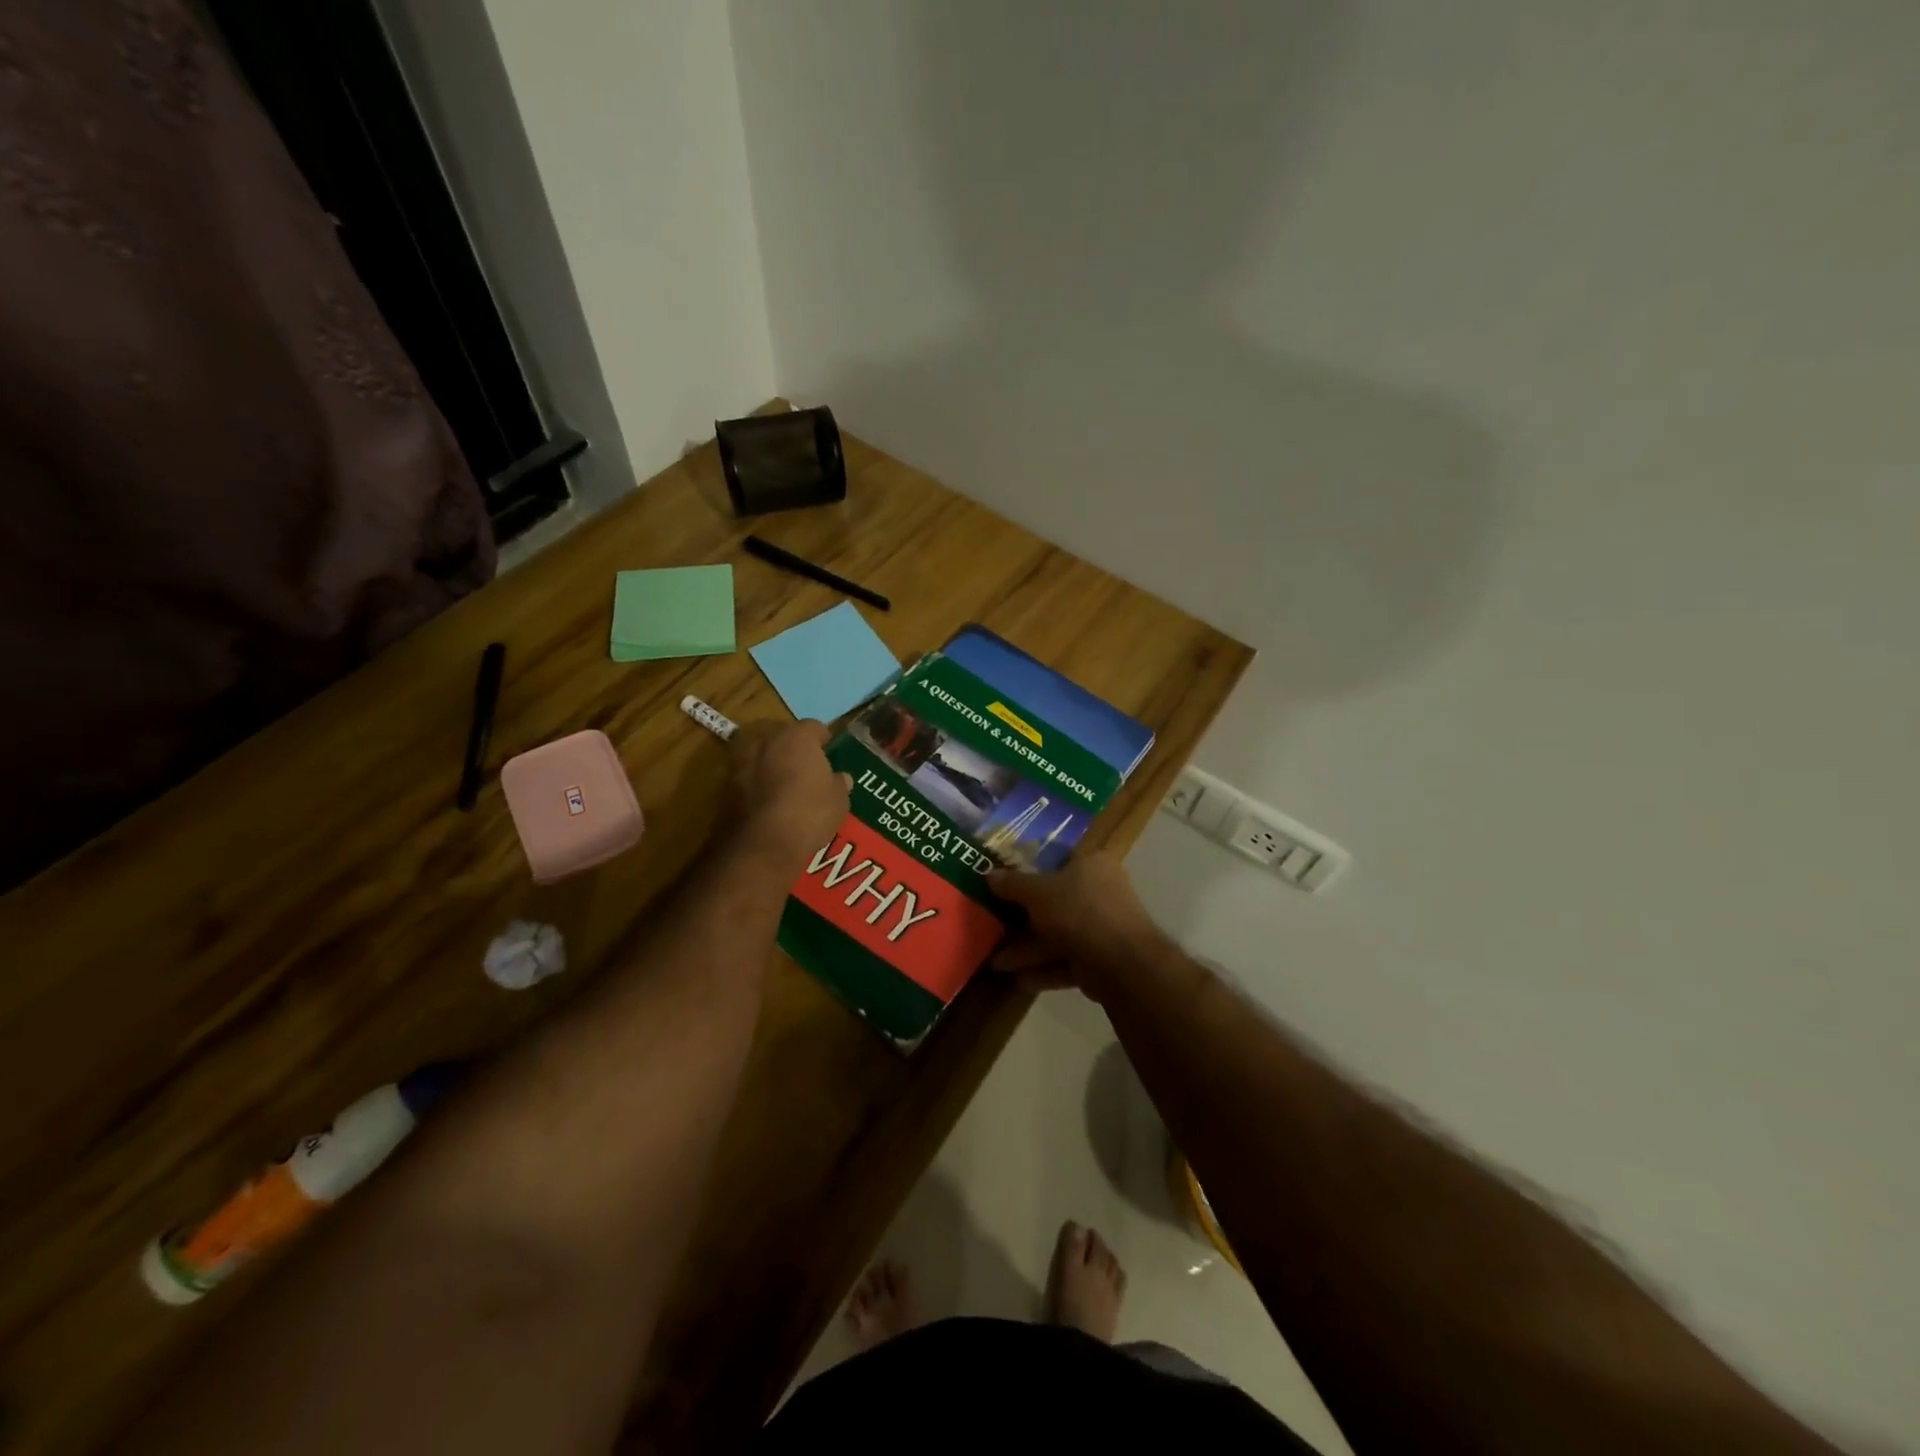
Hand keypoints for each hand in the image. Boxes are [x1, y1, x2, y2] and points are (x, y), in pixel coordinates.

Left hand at [726, 720, 851, 864]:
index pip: (814, 727)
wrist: (759, 846)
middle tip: (805, 768)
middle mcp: (766, 739)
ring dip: (770, 763)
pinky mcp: (723, 783)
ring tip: (782, 784)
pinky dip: (754, 783)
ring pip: (760, 754)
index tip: (828, 753)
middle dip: (793, 748)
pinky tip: (765, 801)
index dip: (823, 740)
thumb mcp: (838, 802)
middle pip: (782, 736)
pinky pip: (746, 775)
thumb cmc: (808, 815)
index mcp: (797, 737)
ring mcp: (740, 759)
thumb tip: (840, 777)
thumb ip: (838, 784)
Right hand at [986, 852, 1172, 1000]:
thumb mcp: (1038, 892)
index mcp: (1091, 865)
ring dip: (1028, 950)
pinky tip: (1019, 980)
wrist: (1122, 964)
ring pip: (1058, 936)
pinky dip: (1044, 970)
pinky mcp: (1102, 960)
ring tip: (996, 964)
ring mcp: (1102, 928)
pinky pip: (1067, 961)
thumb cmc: (1078, 911)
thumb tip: (988, 874)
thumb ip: (1012, 884)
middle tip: (994, 928)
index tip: (1002, 887)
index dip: (1028, 874)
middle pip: (1054, 903)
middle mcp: (1100, 893)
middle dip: (1022, 921)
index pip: (1056, 863)